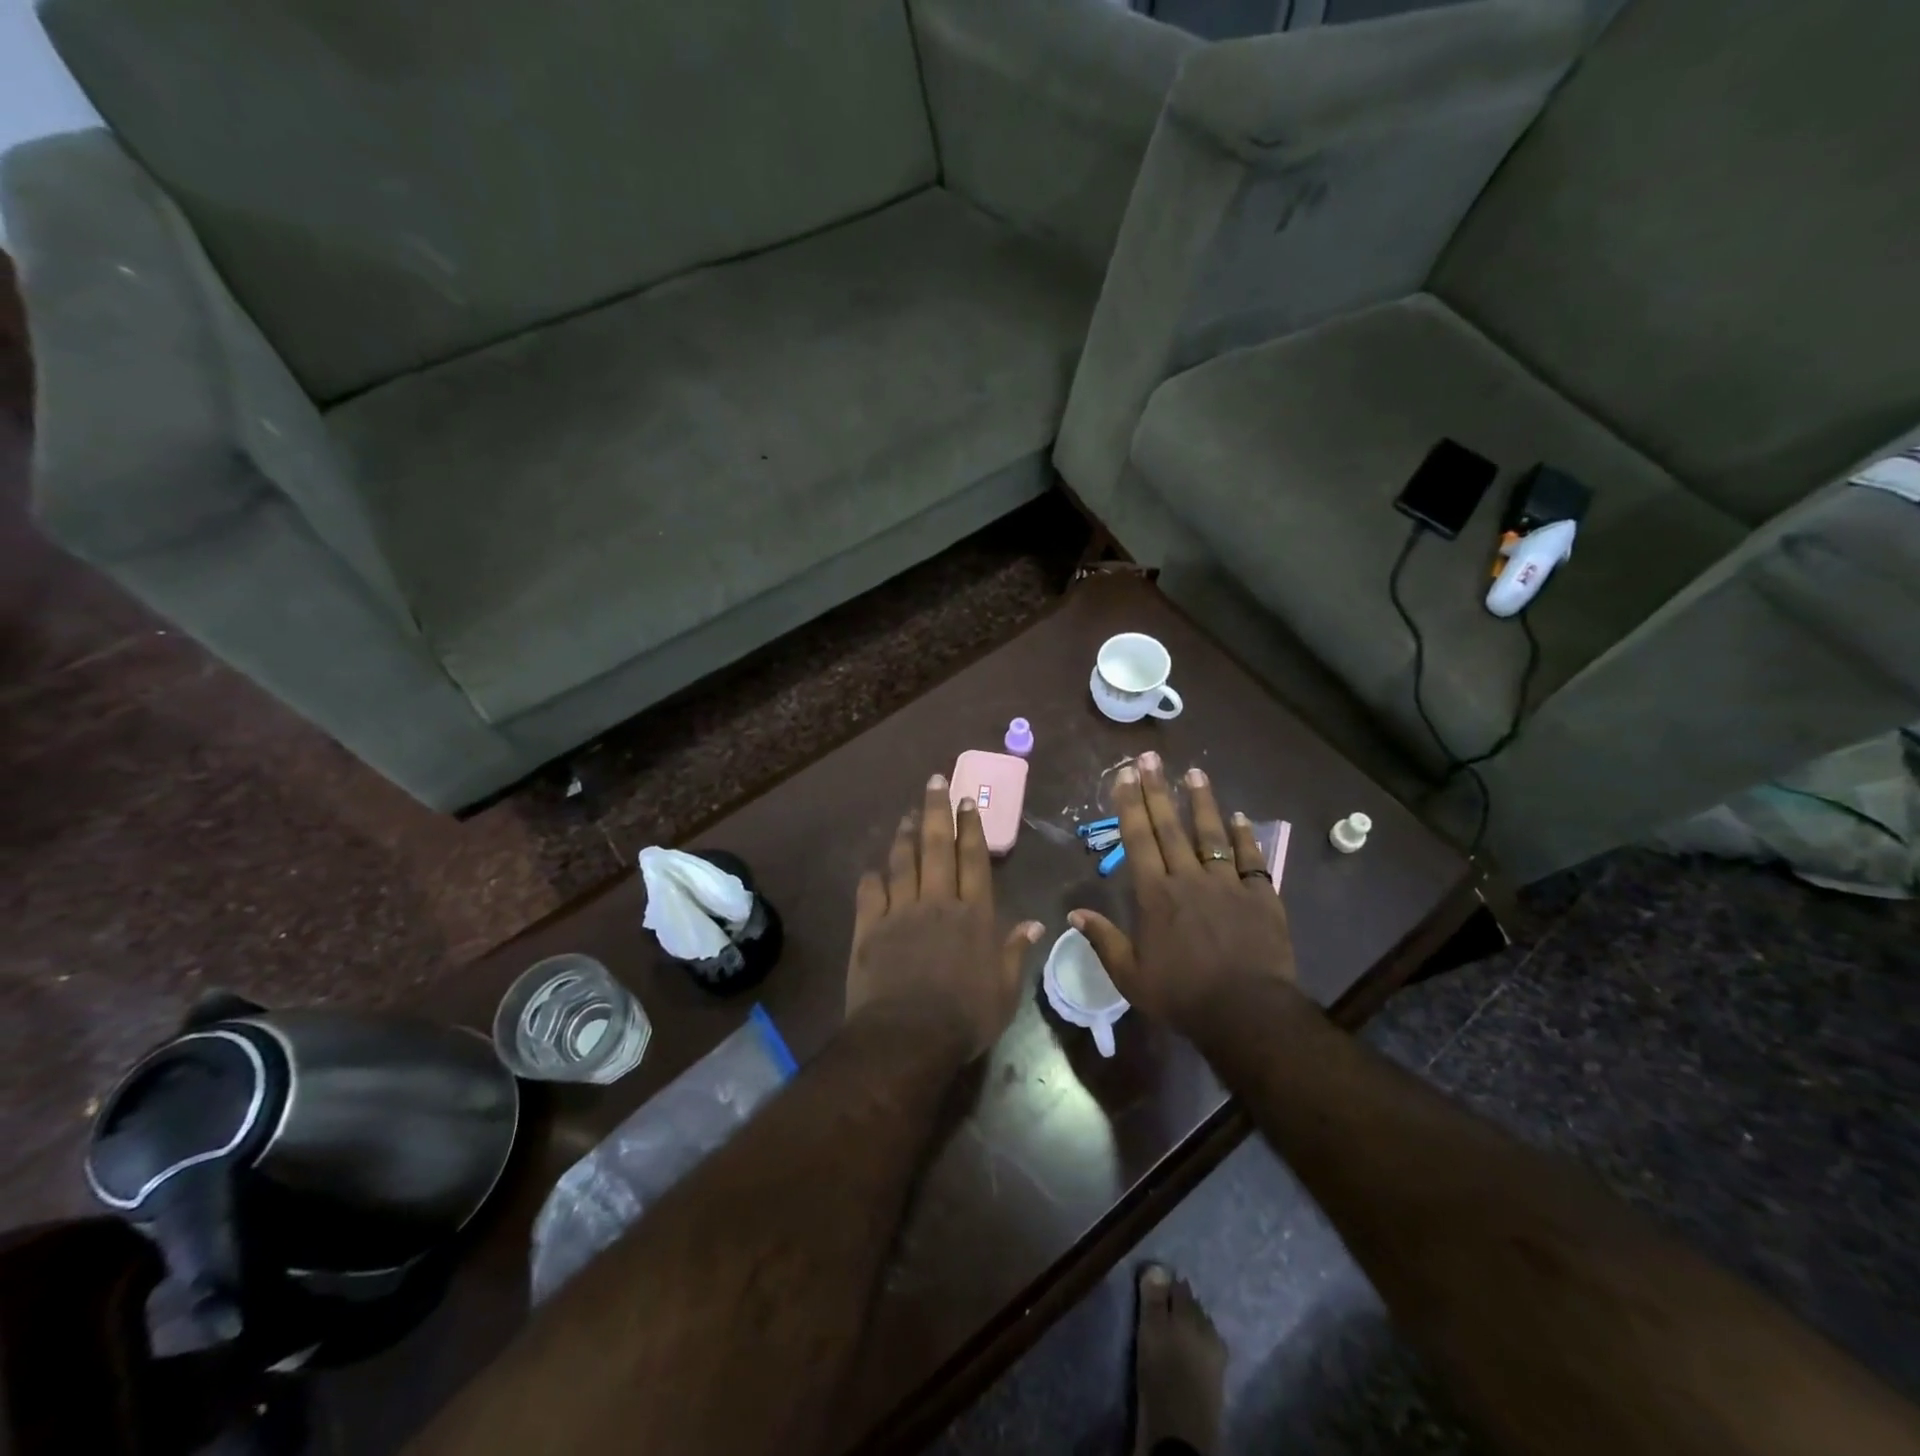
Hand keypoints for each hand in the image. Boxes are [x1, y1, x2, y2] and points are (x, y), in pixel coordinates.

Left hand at [847, 774, 1044, 1060]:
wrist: (907, 1037)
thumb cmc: (964, 1017)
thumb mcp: (1004, 991)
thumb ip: (1015, 952)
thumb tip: (1035, 923)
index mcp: (973, 914)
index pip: (973, 860)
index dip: (972, 828)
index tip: (968, 800)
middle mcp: (937, 902)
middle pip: (937, 847)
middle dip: (938, 811)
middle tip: (935, 782)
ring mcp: (900, 912)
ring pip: (903, 862)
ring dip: (906, 835)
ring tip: (908, 814)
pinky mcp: (869, 928)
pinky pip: (870, 893)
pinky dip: (872, 877)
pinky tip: (873, 868)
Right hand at [1070, 752, 1296, 1030]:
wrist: (1247, 1012)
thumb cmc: (1182, 995)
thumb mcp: (1131, 976)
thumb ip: (1104, 941)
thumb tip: (1074, 914)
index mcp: (1156, 895)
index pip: (1138, 840)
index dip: (1130, 805)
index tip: (1124, 775)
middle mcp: (1189, 879)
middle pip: (1171, 827)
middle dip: (1157, 790)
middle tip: (1150, 758)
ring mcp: (1228, 884)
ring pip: (1212, 834)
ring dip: (1201, 801)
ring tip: (1194, 772)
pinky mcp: (1261, 895)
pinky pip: (1252, 858)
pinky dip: (1246, 836)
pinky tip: (1241, 817)